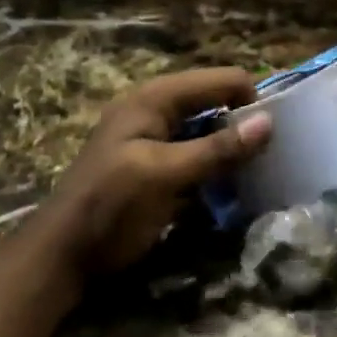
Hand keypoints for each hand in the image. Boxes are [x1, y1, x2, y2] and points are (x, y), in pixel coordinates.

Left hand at [46, 68, 271, 275]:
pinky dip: (217, 166)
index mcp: (156, 98)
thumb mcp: (165, 175)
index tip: (274, 137)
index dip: (250, 101)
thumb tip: (268, 122)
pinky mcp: (157, 165)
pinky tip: (233, 188)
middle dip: (243, 124)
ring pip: (210, 130)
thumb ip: (217, 149)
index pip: (221, 80)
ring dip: (232, 148)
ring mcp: (156, 137)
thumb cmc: (111, 207)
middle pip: (216, 102)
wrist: (63, 256)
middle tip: (270, 157)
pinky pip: (198, 154)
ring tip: (258, 173)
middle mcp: (158, 108)